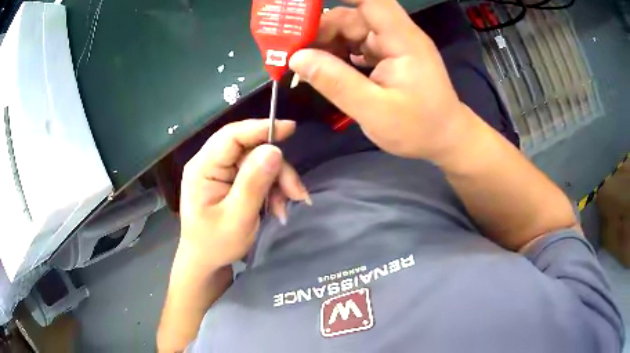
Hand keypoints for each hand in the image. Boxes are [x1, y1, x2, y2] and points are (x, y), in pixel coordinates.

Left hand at [178, 119, 309, 274]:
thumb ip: (253, 184)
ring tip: (284, 208)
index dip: (261, 128)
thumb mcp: (237, 218)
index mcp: (202, 168)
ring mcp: (221, 171)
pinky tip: (278, 208)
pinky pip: (258, 175)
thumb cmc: (215, 244)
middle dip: (277, 169)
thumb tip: (274, 150)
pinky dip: (273, 189)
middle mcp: (210, 163)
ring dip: (278, 183)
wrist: (206, 262)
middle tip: (296, 193)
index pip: (231, 136)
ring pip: (258, 162)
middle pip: (250, 150)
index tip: (291, 128)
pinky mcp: (231, 180)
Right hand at [289, 0, 471, 161]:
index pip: (372, 0)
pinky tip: (323, 67)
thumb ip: (336, 82)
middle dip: (320, 29)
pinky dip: (337, 53)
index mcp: (401, 39)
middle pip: (353, 16)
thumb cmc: (418, 128)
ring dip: (325, 42)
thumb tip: (297, 58)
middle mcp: (397, 35)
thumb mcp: (374, 110)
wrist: (446, 139)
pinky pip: (357, 45)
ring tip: (302, 62)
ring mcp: (392, 45)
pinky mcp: (388, 55)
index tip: (305, 3)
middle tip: (291, 50)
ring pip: (351, 30)